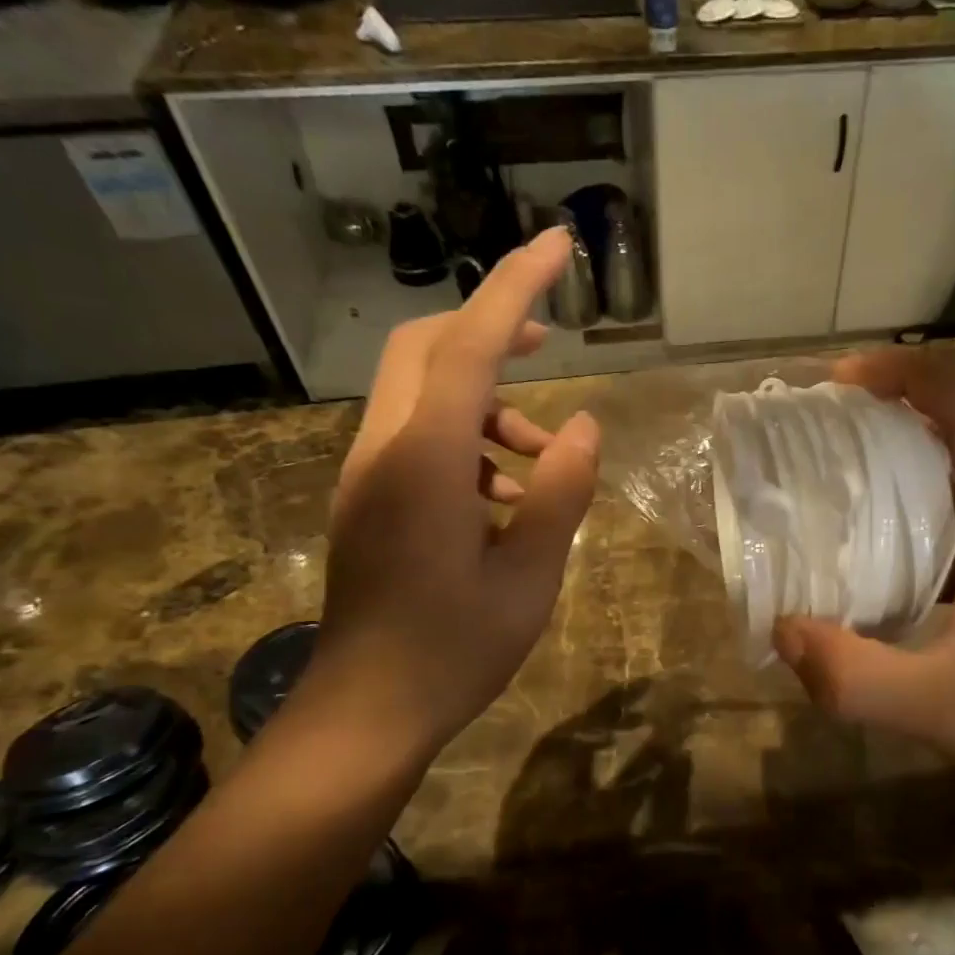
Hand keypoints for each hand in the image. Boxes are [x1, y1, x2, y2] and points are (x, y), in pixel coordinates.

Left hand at [301, 227, 599, 767]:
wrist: (369, 708)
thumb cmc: (455, 648)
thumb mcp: (530, 576)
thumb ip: (561, 492)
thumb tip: (584, 427)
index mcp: (426, 462)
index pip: (468, 347)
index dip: (514, 289)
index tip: (557, 246)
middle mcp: (385, 450)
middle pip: (425, 350)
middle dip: (487, 331)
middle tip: (548, 346)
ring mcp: (369, 476)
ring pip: (422, 396)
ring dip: (487, 404)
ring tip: (548, 460)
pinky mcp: (371, 502)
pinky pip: (418, 441)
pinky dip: (468, 443)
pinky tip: (509, 497)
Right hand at [772, 349, 954, 811]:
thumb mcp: (937, 709)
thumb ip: (853, 676)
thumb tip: (782, 630)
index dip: (904, 372)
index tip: (837, 385)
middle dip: (893, 411)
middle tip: (820, 437)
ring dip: (910, 457)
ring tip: (841, 485)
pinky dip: (927, 502)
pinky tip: (888, 549)